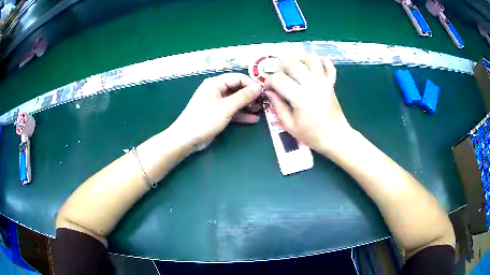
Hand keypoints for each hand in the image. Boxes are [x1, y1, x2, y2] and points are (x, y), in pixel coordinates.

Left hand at [172, 73, 261, 148]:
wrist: (187, 139)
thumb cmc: (205, 119)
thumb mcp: (226, 107)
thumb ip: (243, 96)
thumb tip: (259, 87)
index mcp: (215, 83)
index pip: (237, 78)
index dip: (251, 83)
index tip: (264, 92)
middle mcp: (216, 90)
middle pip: (237, 89)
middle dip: (251, 95)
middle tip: (265, 102)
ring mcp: (217, 103)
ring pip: (236, 101)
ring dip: (248, 105)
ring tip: (262, 110)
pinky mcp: (218, 114)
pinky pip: (233, 111)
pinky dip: (242, 114)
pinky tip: (254, 119)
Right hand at [264, 56, 352, 153]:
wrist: (336, 137)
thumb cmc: (312, 135)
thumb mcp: (289, 125)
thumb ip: (277, 106)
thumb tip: (269, 91)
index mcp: (300, 97)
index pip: (278, 79)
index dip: (269, 82)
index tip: (268, 89)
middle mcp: (312, 84)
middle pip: (292, 63)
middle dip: (280, 68)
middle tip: (280, 78)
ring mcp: (323, 82)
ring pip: (310, 59)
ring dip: (298, 59)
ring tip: (293, 67)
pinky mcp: (331, 83)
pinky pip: (328, 65)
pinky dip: (321, 60)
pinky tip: (312, 65)